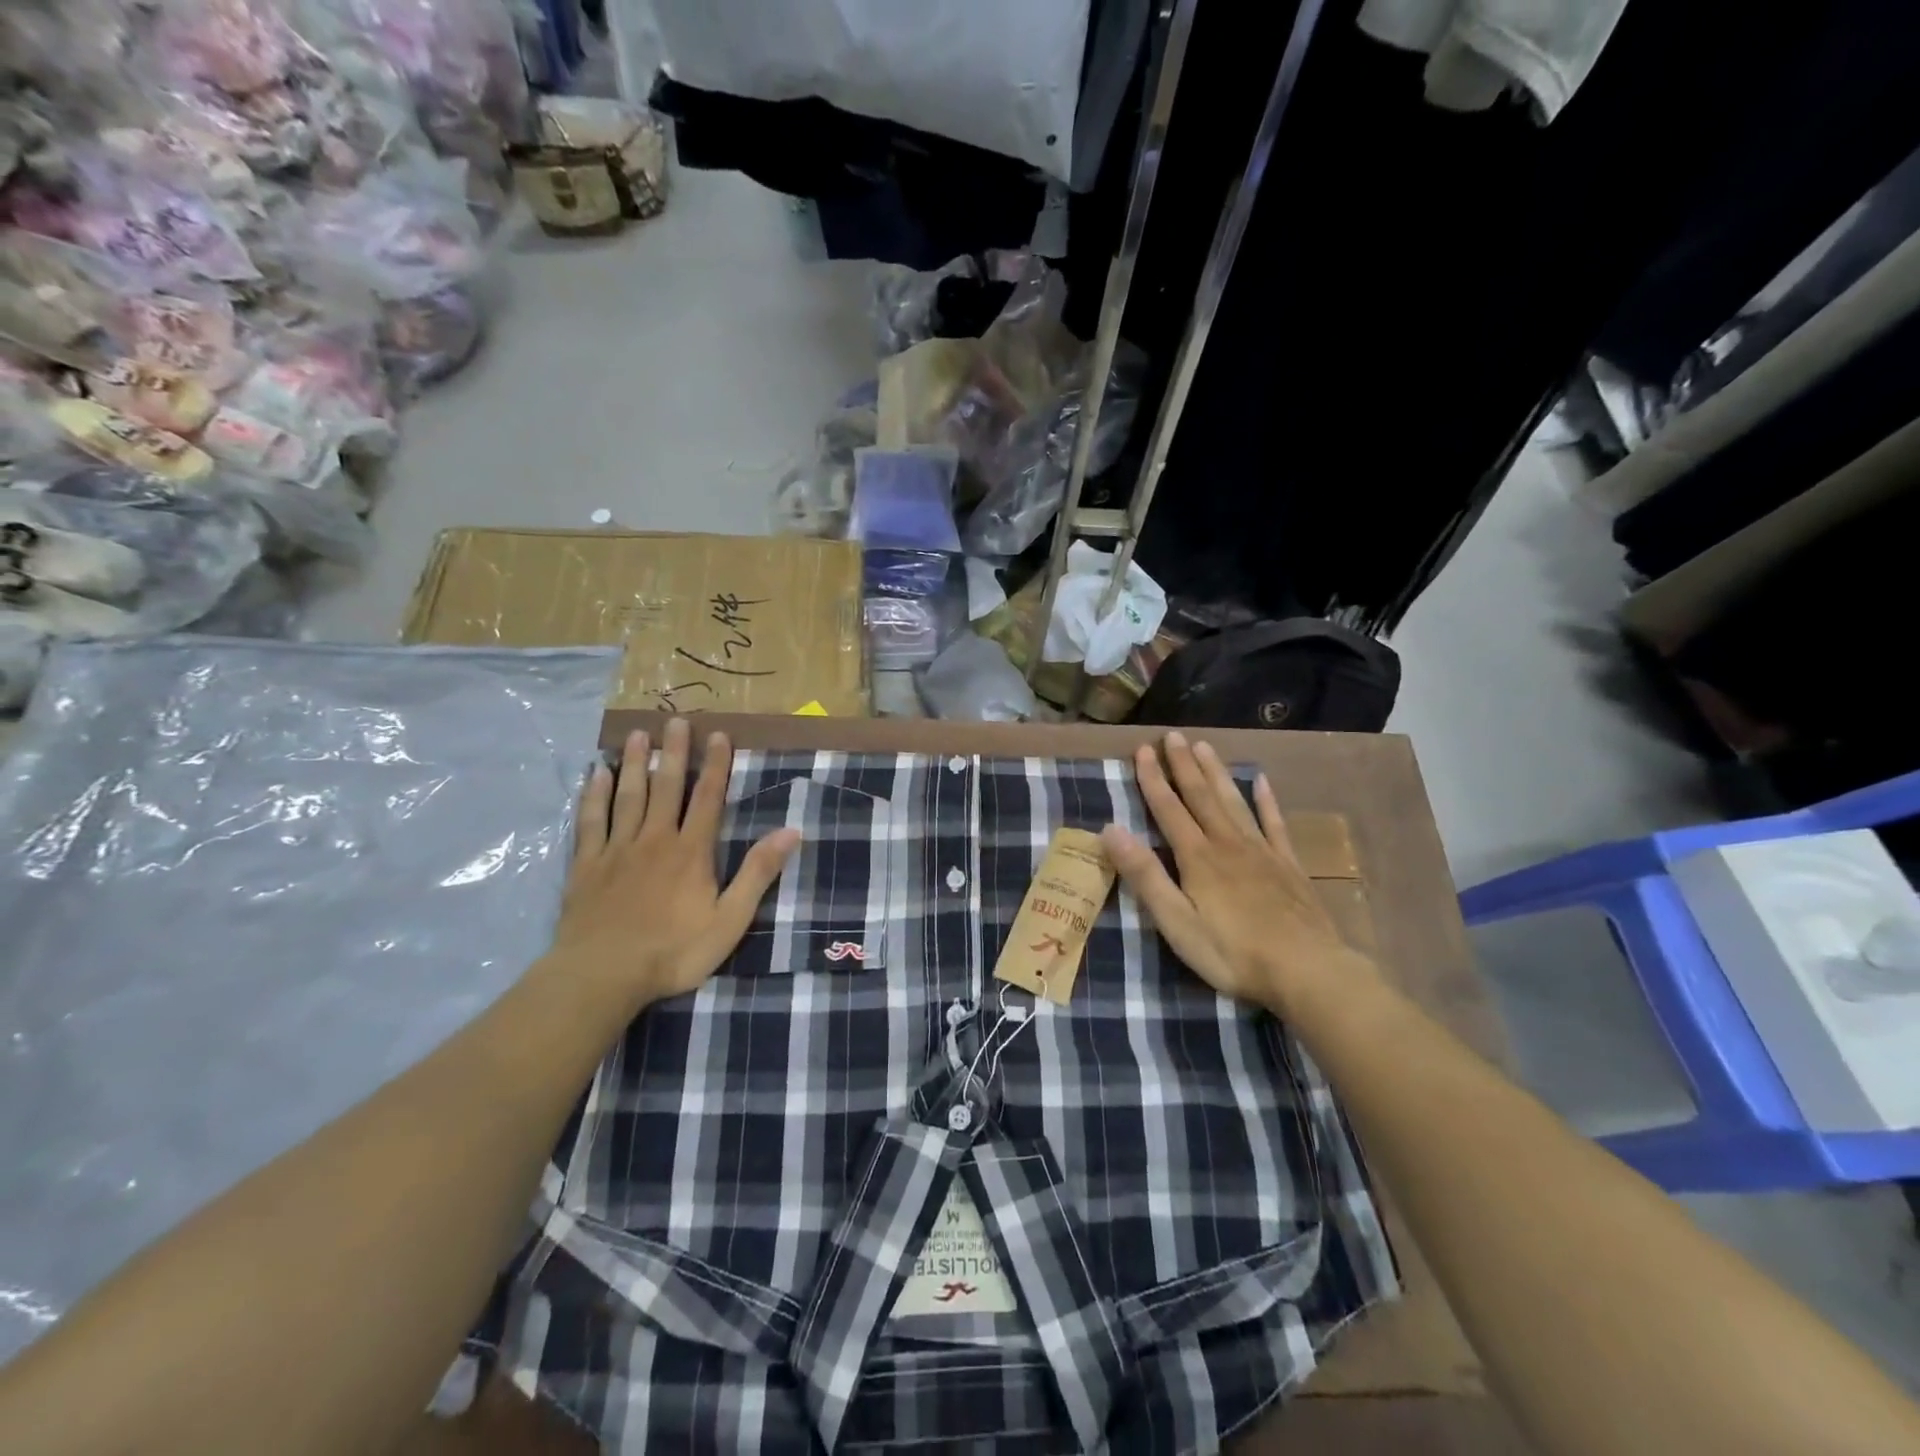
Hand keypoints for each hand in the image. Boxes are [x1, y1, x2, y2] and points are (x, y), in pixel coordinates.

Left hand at [545, 718, 800, 1009]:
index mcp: (691, 852)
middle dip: (673, 752)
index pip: (707, 799)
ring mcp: (616, 850)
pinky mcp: (586, 866)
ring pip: (627, 796)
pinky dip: (593, 796)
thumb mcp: (730, 920)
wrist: (602, 976)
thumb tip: (791, 832)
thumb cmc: (673, 952)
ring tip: (637, 734)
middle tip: (675, 719)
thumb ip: (757, 874)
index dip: (715, 765)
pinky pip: (590, 822)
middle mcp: (654, 840)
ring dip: (634, 764)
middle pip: (665, 787)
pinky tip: (596, 774)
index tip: (718, 735)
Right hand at [1101, 732, 1376, 1016]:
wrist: (1308, 971)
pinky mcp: (1289, 866)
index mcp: (1198, 858)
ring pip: (1234, 802)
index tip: (1143, 750)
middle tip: (1173, 735)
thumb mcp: (1177, 922)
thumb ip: (1145, 876)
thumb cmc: (1233, 953)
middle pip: (1201, 796)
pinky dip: (1267, 801)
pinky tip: (1262, 782)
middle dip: (1184, 765)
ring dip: (1217, 773)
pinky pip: (1275, 824)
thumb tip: (1111, 830)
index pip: (1169, 809)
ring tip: (1206, 746)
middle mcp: (1228, 844)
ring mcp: (1262, 852)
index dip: (1154, 779)